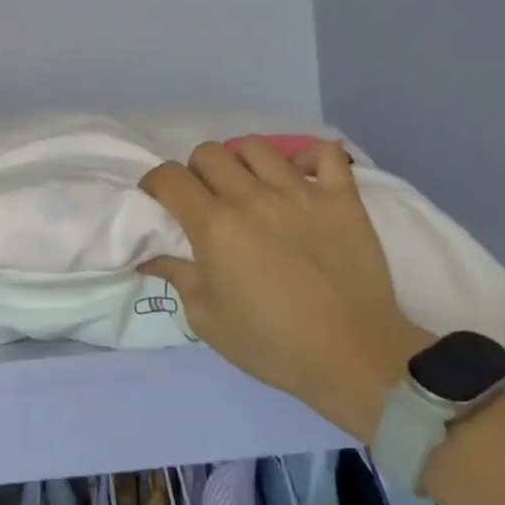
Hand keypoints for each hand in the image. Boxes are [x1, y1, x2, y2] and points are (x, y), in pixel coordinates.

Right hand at [140, 138, 427, 414]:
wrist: (353, 357)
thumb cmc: (272, 344)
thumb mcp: (208, 320)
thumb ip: (178, 277)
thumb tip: (150, 257)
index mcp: (214, 226)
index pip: (170, 177)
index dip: (155, 183)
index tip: (158, 200)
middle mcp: (252, 197)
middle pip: (208, 153)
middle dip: (196, 172)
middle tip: (205, 200)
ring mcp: (300, 191)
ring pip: (255, 147)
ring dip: (241, 163)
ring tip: (249, 188)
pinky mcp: (341, 197)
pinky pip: (323, 153)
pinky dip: (307, 157)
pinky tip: (300, 178)